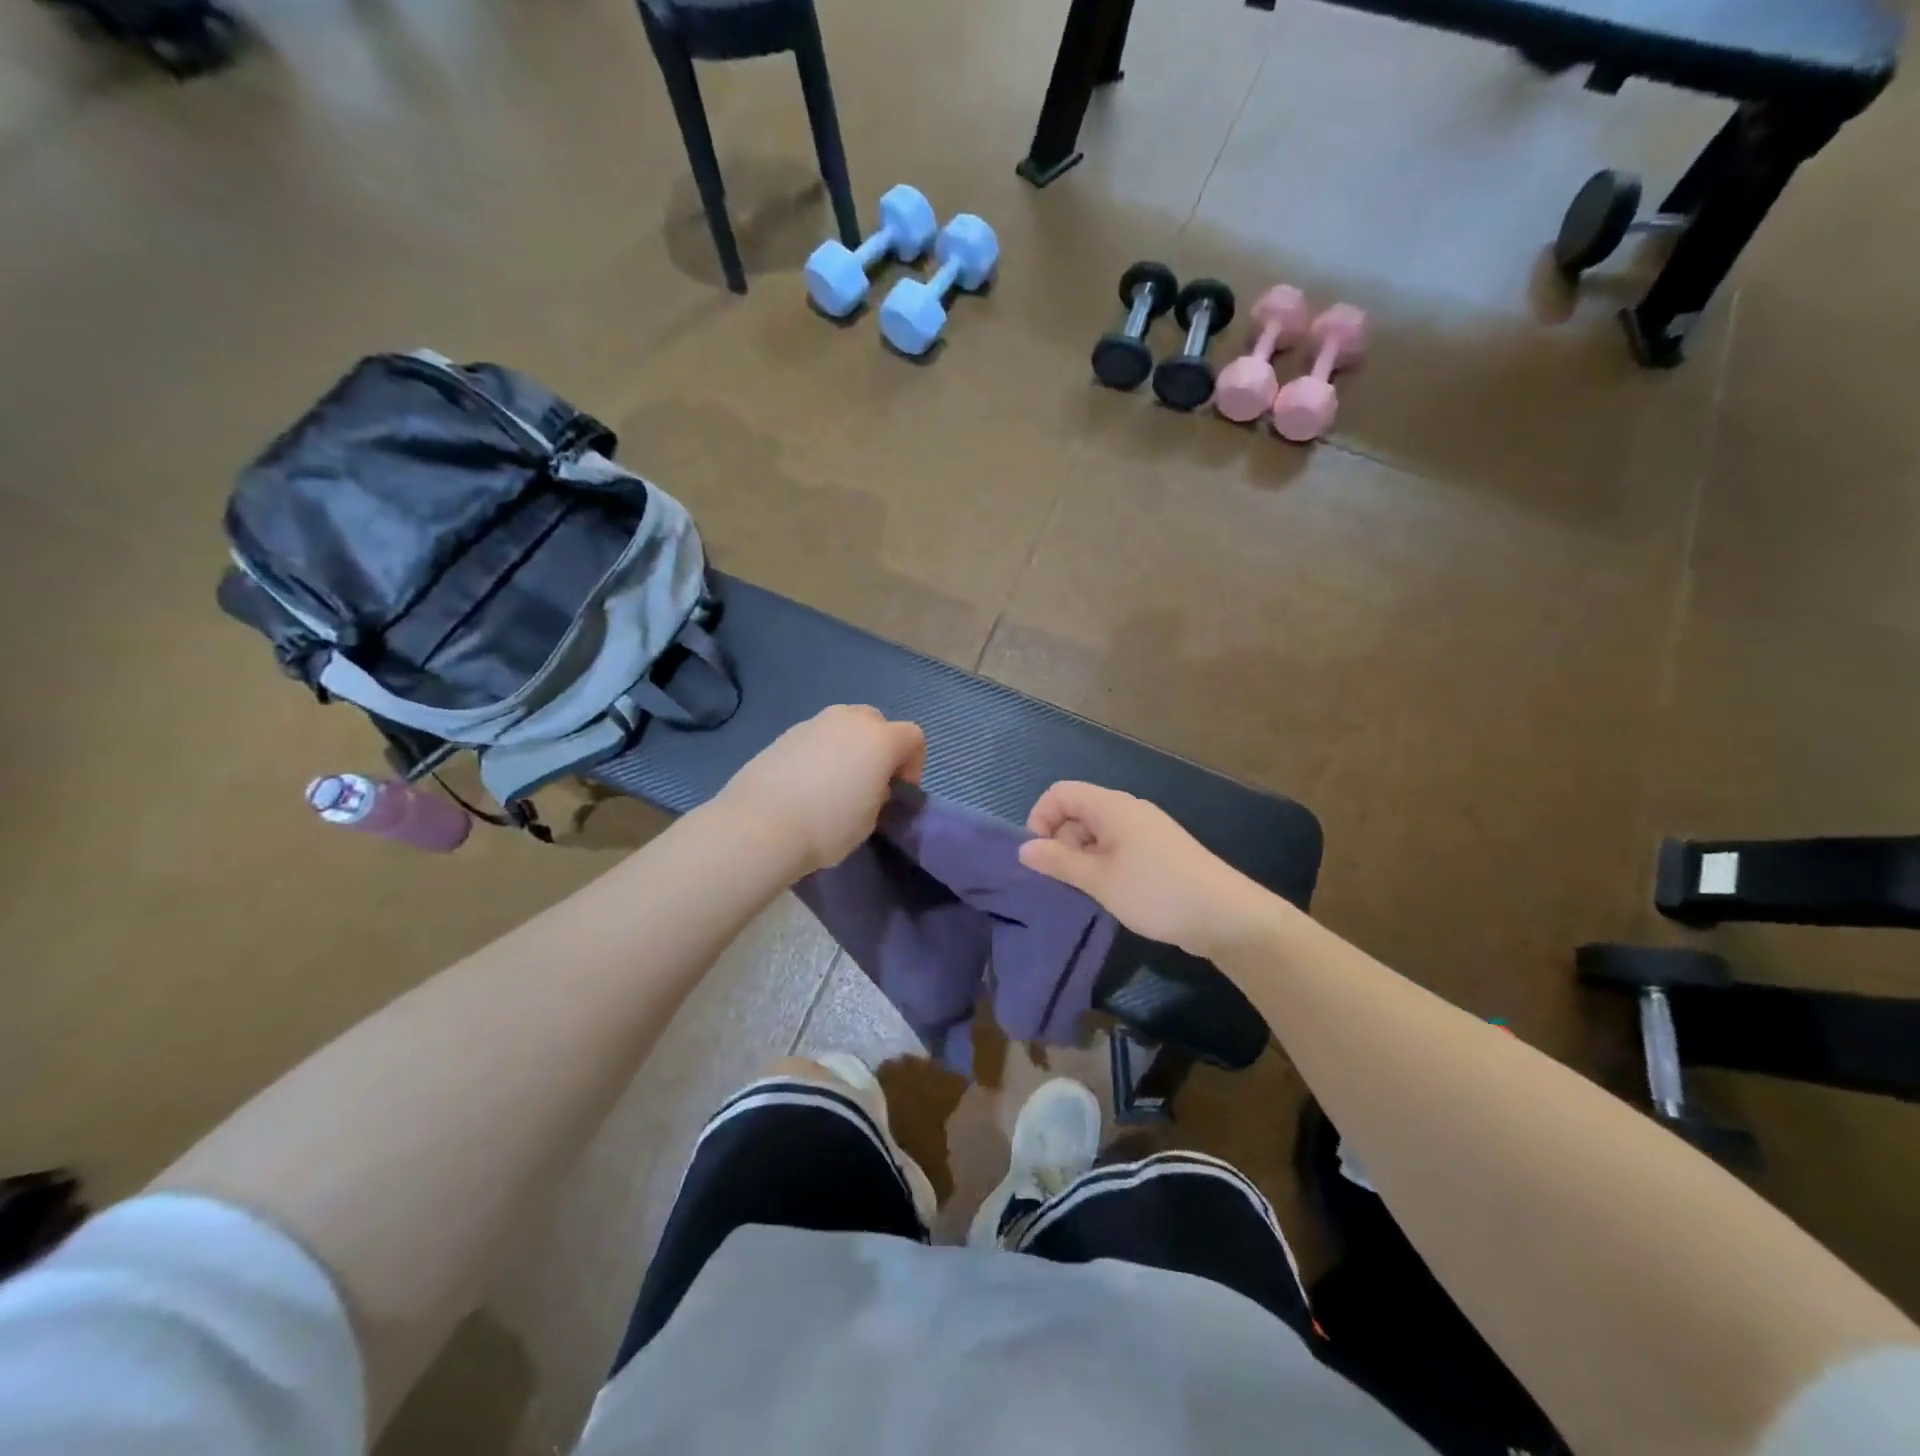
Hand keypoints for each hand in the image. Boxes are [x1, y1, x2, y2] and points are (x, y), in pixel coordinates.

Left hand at [719, 706, 925, 875]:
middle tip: (869, 781)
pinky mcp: (786, 733)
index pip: (913, 737)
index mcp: (881, 739)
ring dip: (849, 747)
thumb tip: (868, 785)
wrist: (760, 825)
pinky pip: (817, 737)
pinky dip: (821, 752)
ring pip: (844, 726)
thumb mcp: (870, 819)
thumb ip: (879, 794)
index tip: (898, 791)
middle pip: (878, 722)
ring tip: (835, 782)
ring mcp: (815, 722)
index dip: (914, 764)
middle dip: (880, 748)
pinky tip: (807, 783)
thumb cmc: (828, 825)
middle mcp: (850, 720)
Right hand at [1018, 782, 1281, 958]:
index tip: (1040, 857)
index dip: (1040, 819)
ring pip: (1097, 831)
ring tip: (1086, 891)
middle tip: (1065, 880)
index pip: (1060, 792)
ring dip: (1081, 856)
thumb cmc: (1156, 892)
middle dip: (1060, 840)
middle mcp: (1128, 809)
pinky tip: (1110, 892)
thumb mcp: (1099, 880)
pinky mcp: (1158, 850)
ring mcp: (1146, 829)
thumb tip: (1024, 849)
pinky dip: (1103, 863)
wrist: (1226, 915)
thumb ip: (1058, 862)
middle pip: (1077, 810)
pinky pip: (1117, 845)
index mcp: (1112, 806)